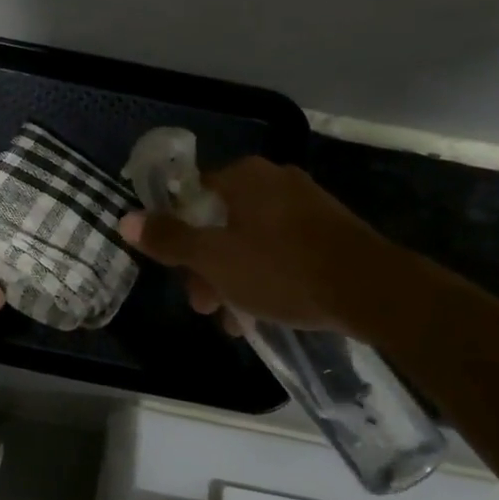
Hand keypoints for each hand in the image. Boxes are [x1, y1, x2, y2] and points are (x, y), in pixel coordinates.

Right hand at [117, 156, 398, 337]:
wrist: (374, 291)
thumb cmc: (283, 270)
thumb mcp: (215, 259)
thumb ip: (169, 239)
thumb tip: (124, 219)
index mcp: (244, 177)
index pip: (191, 196)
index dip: (176, 234)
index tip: (176, 271)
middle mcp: (274, 180)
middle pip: (220, 221)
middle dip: (207, 267)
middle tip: (205, 306)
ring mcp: (306, 204)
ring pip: (251, 240)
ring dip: (234, 278)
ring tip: (236, 322)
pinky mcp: (330, 230)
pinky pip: (282, 249)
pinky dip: (266, 276)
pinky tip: (266, 312)